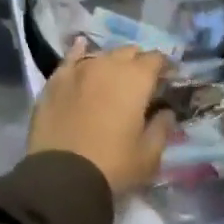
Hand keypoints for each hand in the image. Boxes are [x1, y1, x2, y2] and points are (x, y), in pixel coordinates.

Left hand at [28, 41, 173, 196]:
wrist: (62, 174)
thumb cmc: (113, 165)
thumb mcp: (149, 155)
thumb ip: (162, 128)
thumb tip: (166, 112)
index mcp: (135, 80)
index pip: (155, 59)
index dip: (164, 66)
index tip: (168, 78)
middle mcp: (107, 65)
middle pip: (128, 52)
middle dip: (138, 62)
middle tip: (142, 81)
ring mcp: (79, 69)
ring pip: (101, 54)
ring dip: (112, 61)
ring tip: (114, 75)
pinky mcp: (56, 79)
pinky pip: (71, 58)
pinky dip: (79, 52)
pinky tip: (82, 48)